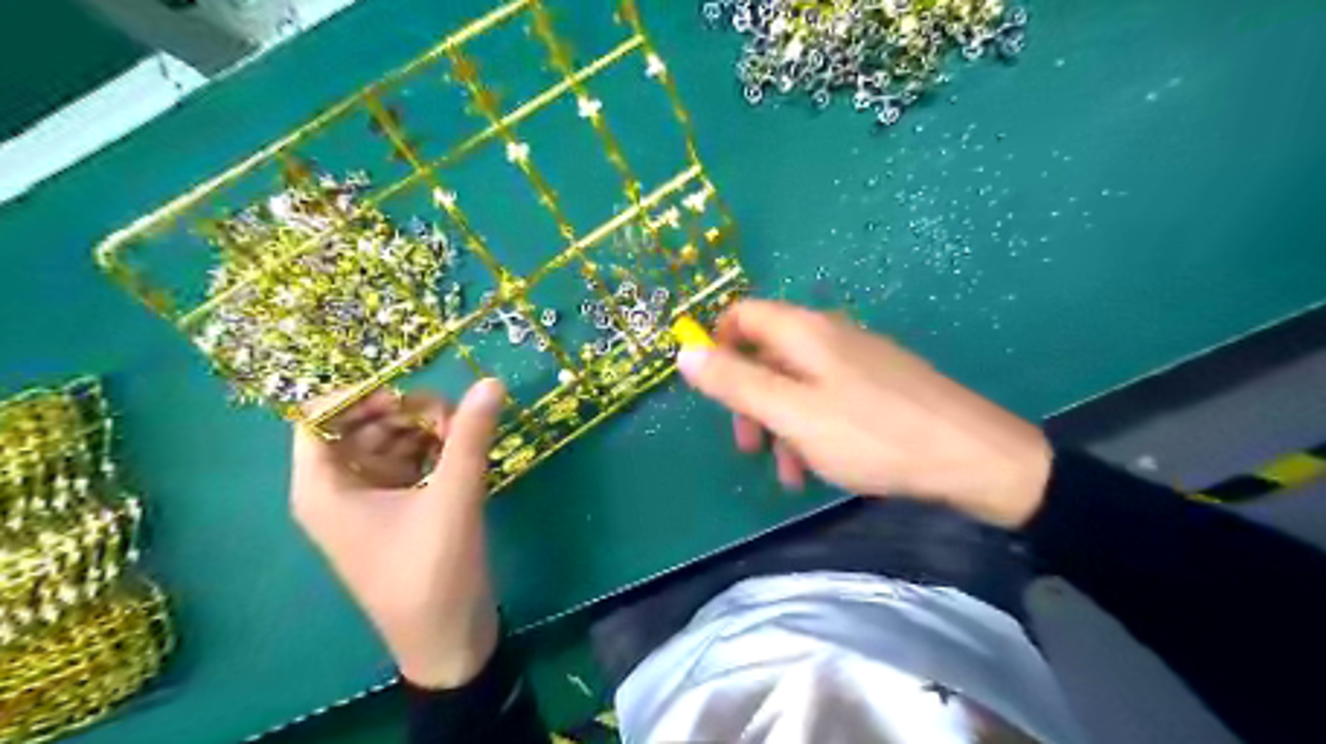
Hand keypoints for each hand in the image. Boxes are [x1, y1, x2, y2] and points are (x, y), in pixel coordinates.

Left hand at [289, 379, 509, 688]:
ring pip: (389, 442)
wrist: (447, 639)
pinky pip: (408, 462)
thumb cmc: (432, 573)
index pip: (319, 417)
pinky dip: (433, 450)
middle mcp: (338, 489)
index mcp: (324, 488)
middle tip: (454, 416)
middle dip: (406, 412)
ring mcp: (369, 500)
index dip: (360, 395)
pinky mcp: (397, 509)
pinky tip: (463, 452)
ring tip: (465, 434)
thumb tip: (491, 382)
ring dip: (425, 430)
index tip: (410, 392)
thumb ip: (470, 437)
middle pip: (361, 425)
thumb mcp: (453, 499)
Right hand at [679, 303, 1050, 528]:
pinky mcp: (879, 386)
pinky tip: (819, 468)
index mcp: (803, 331)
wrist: (972, 457)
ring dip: (780, 424)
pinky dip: (811, 428)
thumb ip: (734, 382)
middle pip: (766, 354)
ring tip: (788, 474)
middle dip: (748, 400)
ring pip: (796, 384)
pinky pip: (827, 399)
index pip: (740, 316)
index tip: (712, 393)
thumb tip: (683, 351)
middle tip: (748, 446)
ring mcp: (858, 360)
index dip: (716, 347)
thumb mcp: (791, 413)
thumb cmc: (871, 434)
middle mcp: (829, 335)